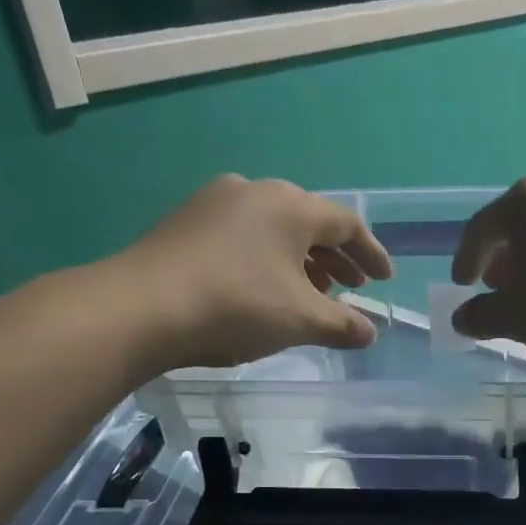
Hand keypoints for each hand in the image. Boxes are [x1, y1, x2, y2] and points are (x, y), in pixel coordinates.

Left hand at [122, 175, 391, 367]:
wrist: (141, 308)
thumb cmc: (236, 305)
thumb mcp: (301, 320)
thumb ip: (343, 325)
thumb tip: (370, 333)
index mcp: (291, 206)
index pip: (346, 225)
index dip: (371, 254)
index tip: (384, 280)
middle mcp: (256, 191)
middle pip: (310, 223)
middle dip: (337, 258)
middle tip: (353, 287)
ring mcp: (215, 203)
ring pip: (275, 230)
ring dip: (302, 261)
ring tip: (313, 293)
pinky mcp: (187, 222)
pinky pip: (244, 236)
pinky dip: (268, 259)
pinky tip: (266, 289)